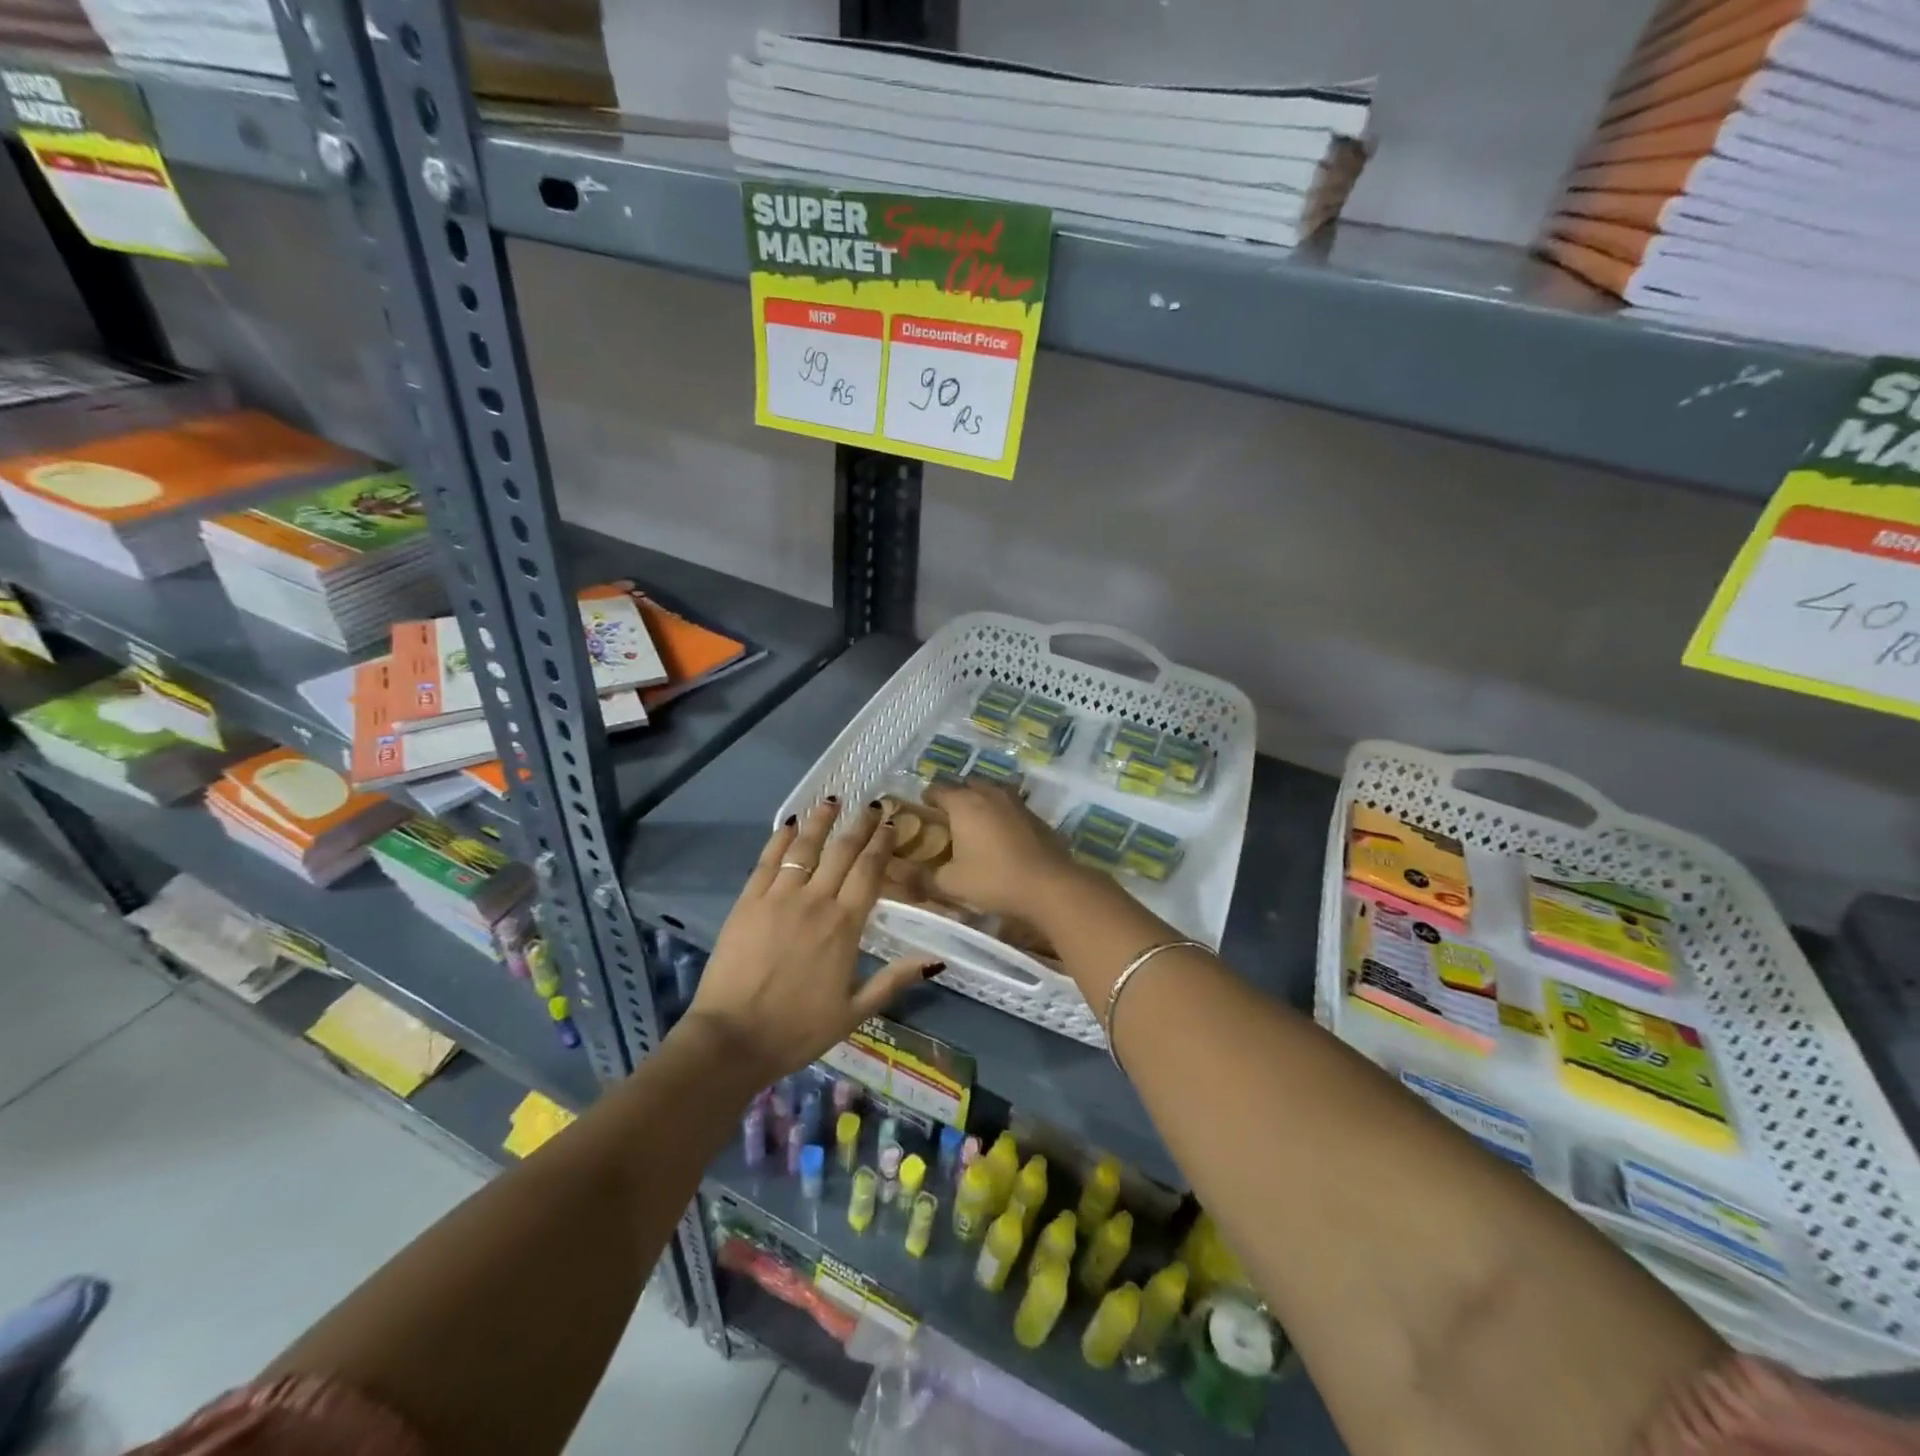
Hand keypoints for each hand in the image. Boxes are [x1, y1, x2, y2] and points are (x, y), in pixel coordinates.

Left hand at [680, 800, 935, 1085]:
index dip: (882, 844)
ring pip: (804, 847)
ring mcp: (778, 898)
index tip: (891, 823)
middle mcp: (815, 901)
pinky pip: (767, 861)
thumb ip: (894, 980)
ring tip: (833, 800)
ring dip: (821, 821)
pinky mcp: (747, 902)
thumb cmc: (798, 1030)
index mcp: (845, 925)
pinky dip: (779, 839)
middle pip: (842, 852)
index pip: (869, 871)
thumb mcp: (855, 1012)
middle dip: (860, 825)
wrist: (733, 1039)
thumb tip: (936, 959)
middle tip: (873, 805)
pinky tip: (788, 824)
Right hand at [923, 781, 1083, 921]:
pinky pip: (1010, 807)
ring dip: (980, 803)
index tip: (922, 812)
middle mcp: (989, 793)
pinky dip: (1001, 815)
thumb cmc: (994, 879)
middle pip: (966, 786)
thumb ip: (926, 878)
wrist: (1049, 885)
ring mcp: (1016, 802)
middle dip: (954, 798)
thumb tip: (908, 878)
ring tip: (974, 826)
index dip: (927, 799)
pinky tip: (1001, 837)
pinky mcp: (1035, 815)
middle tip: (947, 820)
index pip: (937, 789)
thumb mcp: (952, 884)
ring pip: (991, 793)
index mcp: (964, 803)